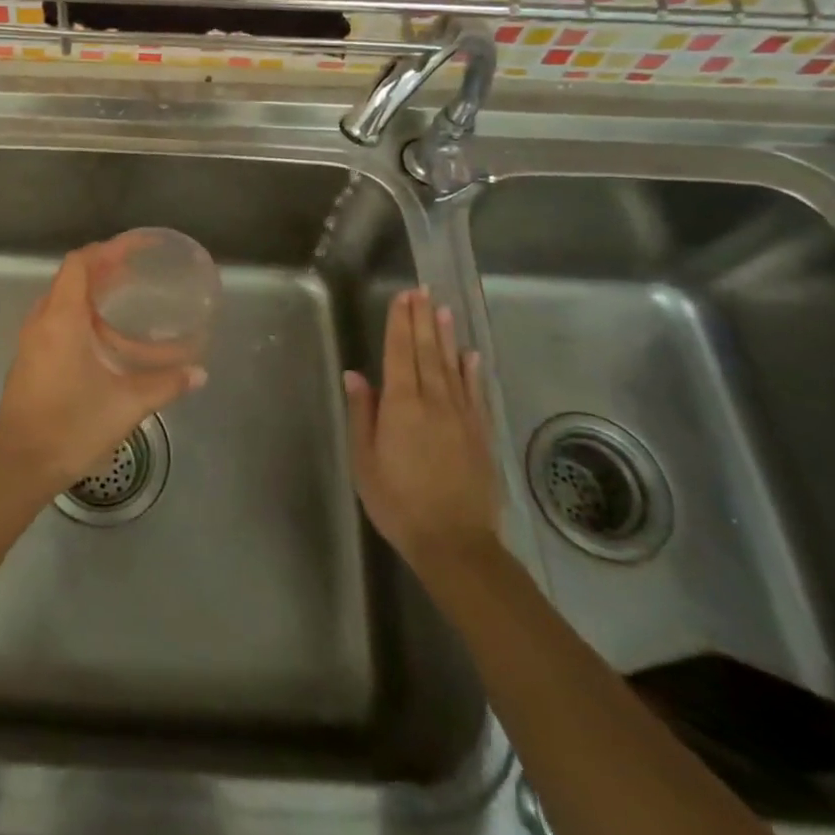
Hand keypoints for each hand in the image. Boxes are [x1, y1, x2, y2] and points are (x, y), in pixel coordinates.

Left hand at [0, 247, 205, 500]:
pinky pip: (54, 318)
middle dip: (103, 267)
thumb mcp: (125, 406)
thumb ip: (164, 385)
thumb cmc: (70, 428)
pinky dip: (79, 311)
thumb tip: (200, 374)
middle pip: (70, 276)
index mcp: (61, 319)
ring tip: (124, 297)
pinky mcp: (29, 358)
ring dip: (90, 290)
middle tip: (138, 271)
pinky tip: (102, 334)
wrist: (18, 467)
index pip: (79, 263)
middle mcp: (41, 321)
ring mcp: (31, 340)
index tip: (137, 248)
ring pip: (60, 298)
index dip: (107, 249)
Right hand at [343, 286, 499, 574]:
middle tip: (421, 291)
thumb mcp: (364, 460)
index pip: (399, 353)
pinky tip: (470, 355)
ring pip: (451, 366)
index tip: (402, 297)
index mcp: (401, 405)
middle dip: (422, 319)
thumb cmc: (398, 502)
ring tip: (442, 309)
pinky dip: (471, 371)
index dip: (400, 323)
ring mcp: (461, 417)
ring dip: (445, 336)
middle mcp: (433, 402)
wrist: (455, 543)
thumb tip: (355, 375)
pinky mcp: (480, 434)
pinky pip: (475, 393)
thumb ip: (362, 414)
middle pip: (427, 352)